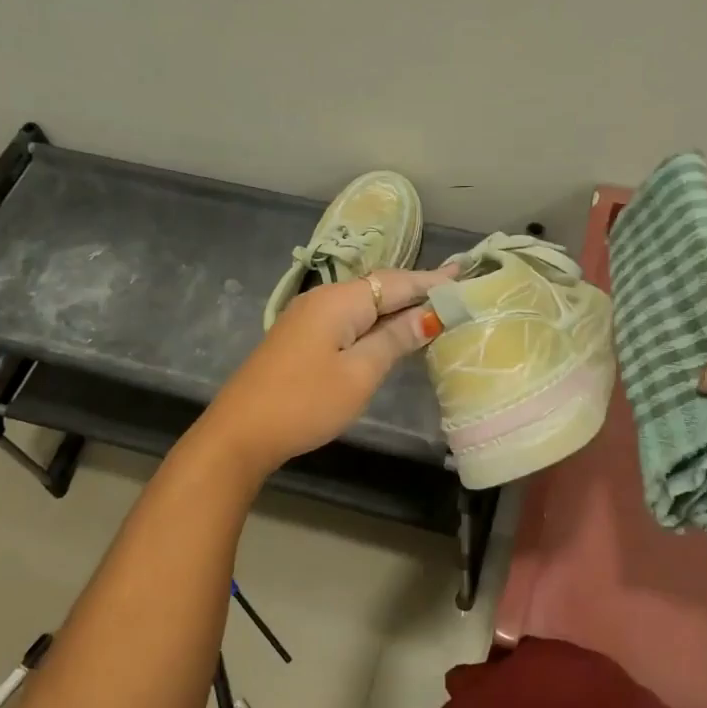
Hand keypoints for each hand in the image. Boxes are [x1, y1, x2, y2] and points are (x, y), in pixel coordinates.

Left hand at [195, 266, 456, 481]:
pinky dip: (374, 323)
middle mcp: (323, 299)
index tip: (465, 275)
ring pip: (363, 305)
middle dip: (416, 291)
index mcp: (340, 301)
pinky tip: (390, 332)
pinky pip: (347, 320)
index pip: (396, 282)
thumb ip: (395, 340)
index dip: (431, 282)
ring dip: (396, 308)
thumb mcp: (360, 373)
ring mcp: (307, 318)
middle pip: (379, 288)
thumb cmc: (306, 403)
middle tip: (456, 290)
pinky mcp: (300, 338)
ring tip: (433, 309)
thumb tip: (429, 315)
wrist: (241, 432)